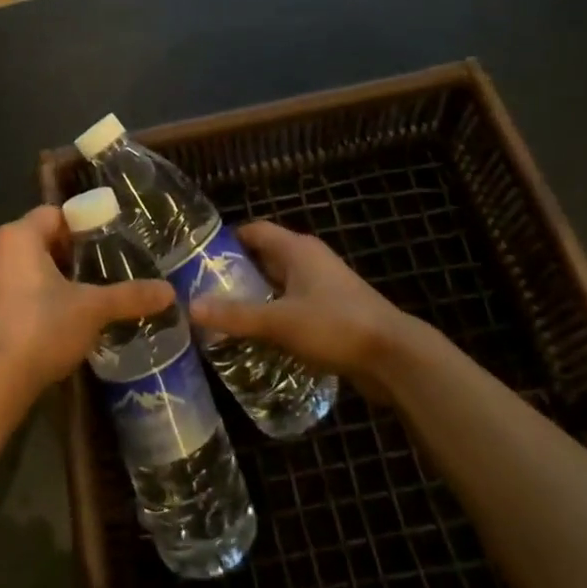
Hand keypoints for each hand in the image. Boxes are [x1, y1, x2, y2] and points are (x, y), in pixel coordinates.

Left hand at [0, 207, 174, 398]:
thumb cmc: (42, 327)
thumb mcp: (93, 309)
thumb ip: (129, 296)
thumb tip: (169, 292)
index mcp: (18, 237)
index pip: (53, 215)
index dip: (80, 226)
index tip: (103, 245)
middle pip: (36, 241)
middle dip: (64, 256)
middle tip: (95, 274)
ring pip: (19, 270)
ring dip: (44, 280)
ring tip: (75, 300)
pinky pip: (6, 296)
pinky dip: (26, 303)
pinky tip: (48, 326)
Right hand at [189, 222, 415, 400]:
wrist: (395, 357)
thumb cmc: (335, 325)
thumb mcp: (280, 321)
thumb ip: (236, 315)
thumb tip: (191, 307)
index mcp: (297, 249)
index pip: (255, 231)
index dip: (227, 240)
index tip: (198, 258)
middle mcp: (310, 260)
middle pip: (265, 257)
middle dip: (237, 272)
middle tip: (204, 290)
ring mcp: (324, 286)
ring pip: (280, 284)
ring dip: (256, 296)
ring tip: (224, 315)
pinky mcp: (333, 312)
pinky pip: (294, 306)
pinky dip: (276, 315)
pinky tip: (258, 336)